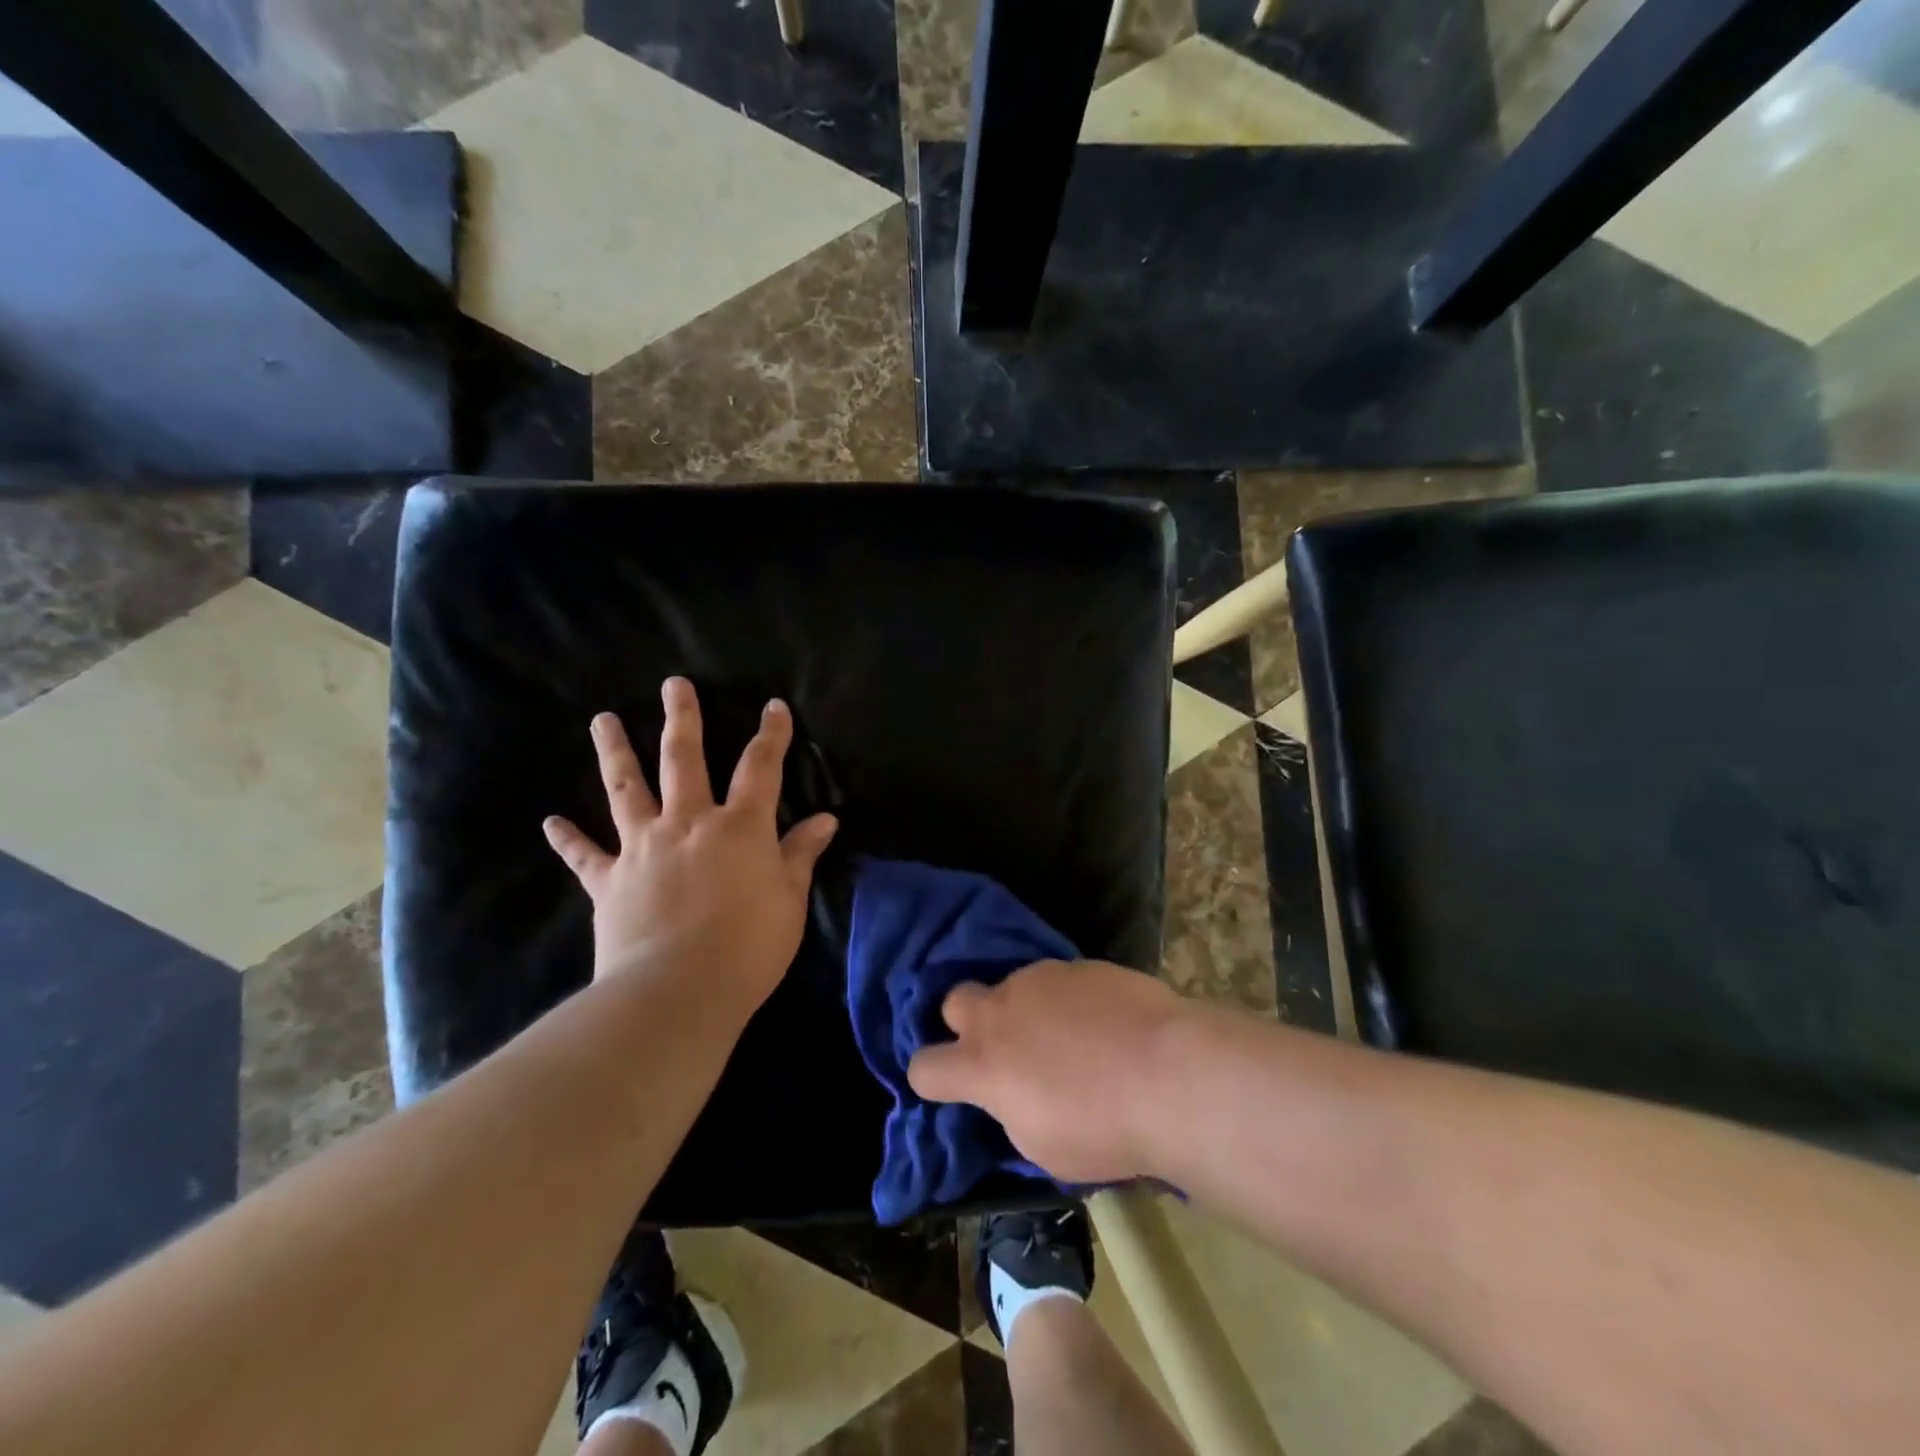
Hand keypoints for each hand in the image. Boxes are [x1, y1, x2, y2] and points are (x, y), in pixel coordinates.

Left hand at [542, 678, 837, 1016]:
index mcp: (739, 827)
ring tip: (603, 720)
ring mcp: (643, 847)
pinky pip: (585, 855)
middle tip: (673, 685)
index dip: (771, 735)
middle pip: (684, 759)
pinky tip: (552, 822)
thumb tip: (826, 819)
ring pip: (626, 788)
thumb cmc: (748, 946)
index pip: (760, 768)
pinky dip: (568, 839)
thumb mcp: (789, 900)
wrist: (678, 991)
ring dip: (615, 752)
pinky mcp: (609, 880)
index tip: (774, 707)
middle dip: (683, 719)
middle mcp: (688, 823)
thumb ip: (801, 854)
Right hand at [906, 959, 1185, 1183]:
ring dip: (1025, 1009)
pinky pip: (1058, 979)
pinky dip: (1067, 999)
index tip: (953, 1087)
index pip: (924, 1066)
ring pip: (1012, 985)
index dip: (931, 1078)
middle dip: (966, 1021)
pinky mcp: (1078, 964)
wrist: (1171, 1073)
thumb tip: (1011, 1093)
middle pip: (954, 1000)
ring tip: (1069, 1036)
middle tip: (1004, 1048)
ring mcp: (1039, 980)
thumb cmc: (1105, 1129)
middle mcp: (1001, 1011)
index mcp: (983, 1065)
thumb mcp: (1043, 1146)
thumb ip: (1011, 1110)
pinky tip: (1103, 1020)